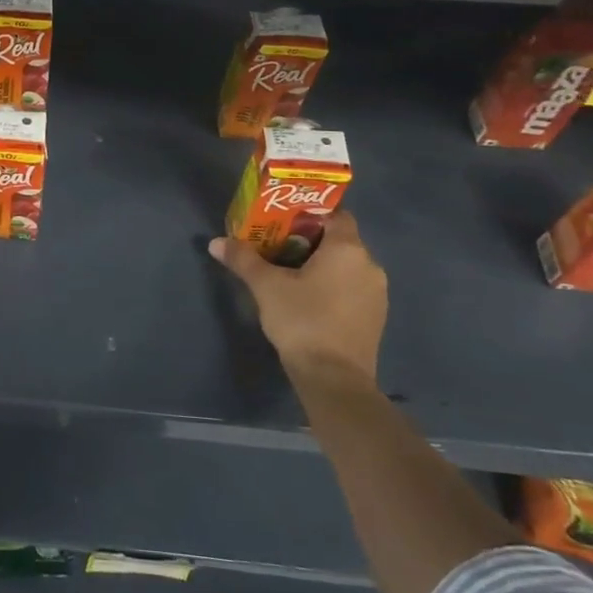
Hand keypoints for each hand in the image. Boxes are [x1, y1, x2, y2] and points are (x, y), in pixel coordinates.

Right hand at [208, 211, 387, 388]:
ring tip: (290, 274)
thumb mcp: (266, 287)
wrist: (334, 379)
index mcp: (347, 249)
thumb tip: (215, 242)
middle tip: (278, 247)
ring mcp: (377, 293)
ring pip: (347, 267)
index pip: (336, 214)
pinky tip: (309, 301)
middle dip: (310, 241)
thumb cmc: (302, 320)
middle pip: (340, 241)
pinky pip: (352, 289)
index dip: (311, 214)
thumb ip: (243, 260)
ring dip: (323, 266)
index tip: (284, 222)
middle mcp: (369, 265)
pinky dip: (333, 287)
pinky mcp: (375, 318)